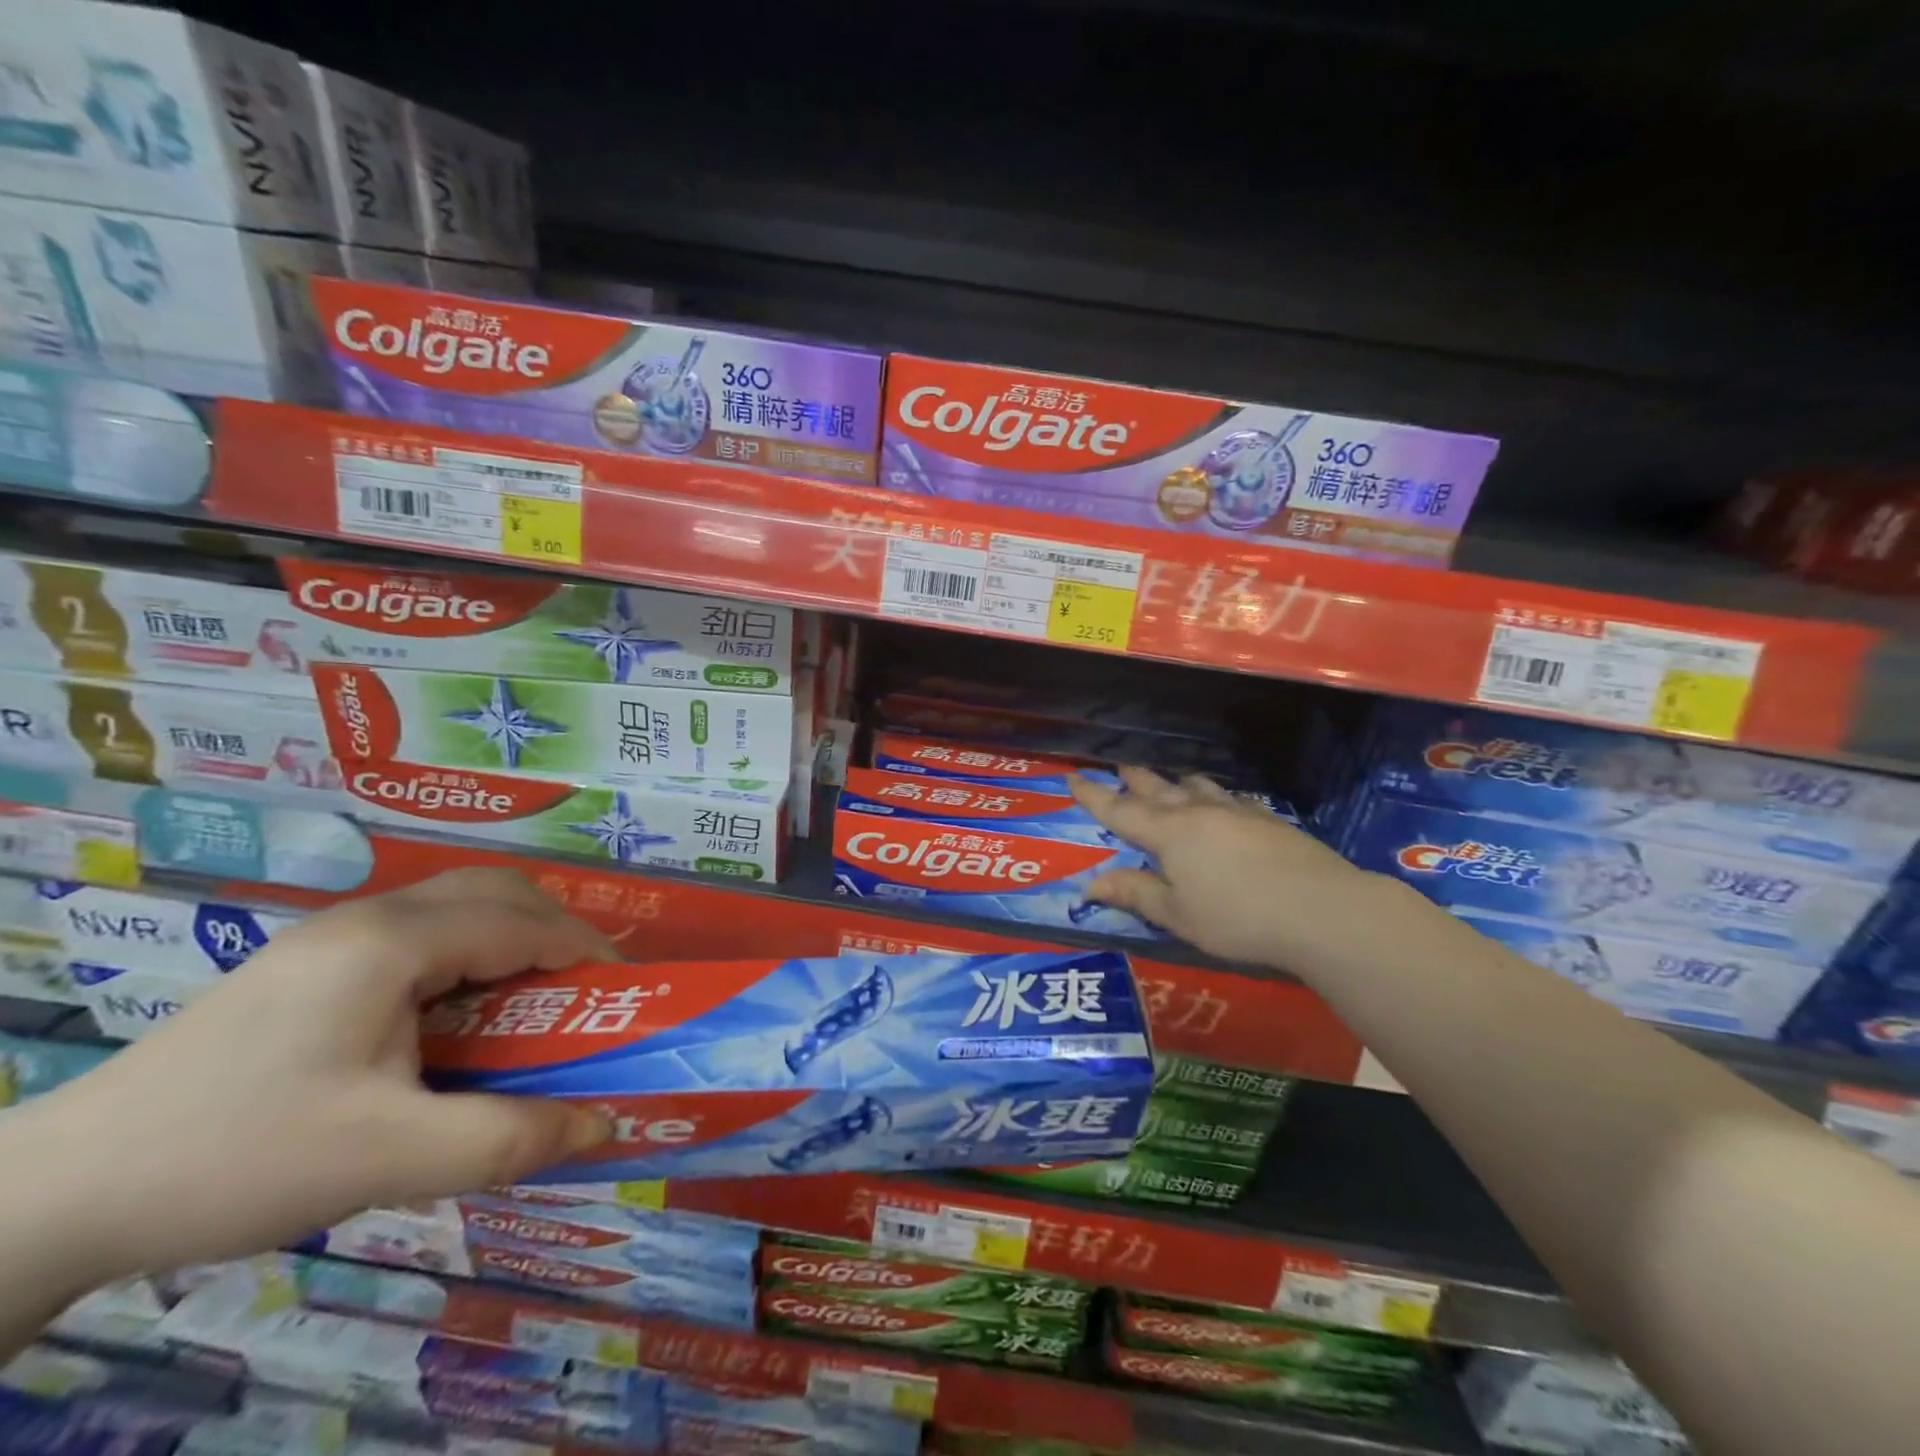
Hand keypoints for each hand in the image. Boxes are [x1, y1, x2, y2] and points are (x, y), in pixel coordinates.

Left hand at [9, 868, 615, 1288]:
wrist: (58, 1195)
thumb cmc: (238, 1158)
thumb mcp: (386, 1158)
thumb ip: (506, 1139)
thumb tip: (604, 1126)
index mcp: (393, 944)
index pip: (522, 921)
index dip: (584, 949)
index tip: (625, 990)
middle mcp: (368, 919)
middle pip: (494, 890)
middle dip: (554, 928)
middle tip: (581, 988)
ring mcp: (332, 937)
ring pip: (455, 905)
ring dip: (510, 936)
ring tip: (530, 999)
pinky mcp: (310, 965)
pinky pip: (419, 933)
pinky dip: (467, 955)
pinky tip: (456, 1015)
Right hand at [1070, 767, 1383, 969]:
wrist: (1321, 909)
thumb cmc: (1237, 918)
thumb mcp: (1177, 915)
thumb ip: (1135, 894)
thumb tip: (1089, 885)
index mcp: (1169, 834)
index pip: (1120, 811)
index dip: (1094, 796)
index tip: (1073, 777)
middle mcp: (1198, 813)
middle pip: (1158, 790)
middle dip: (1135, 781)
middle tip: (1120, 768)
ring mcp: (1236, 813)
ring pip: (1197, 788)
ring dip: (1177, 783)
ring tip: (1170, 780)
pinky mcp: (1268, 820)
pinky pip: (1230, 798)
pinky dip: (1214, 796)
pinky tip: (1224, 804)